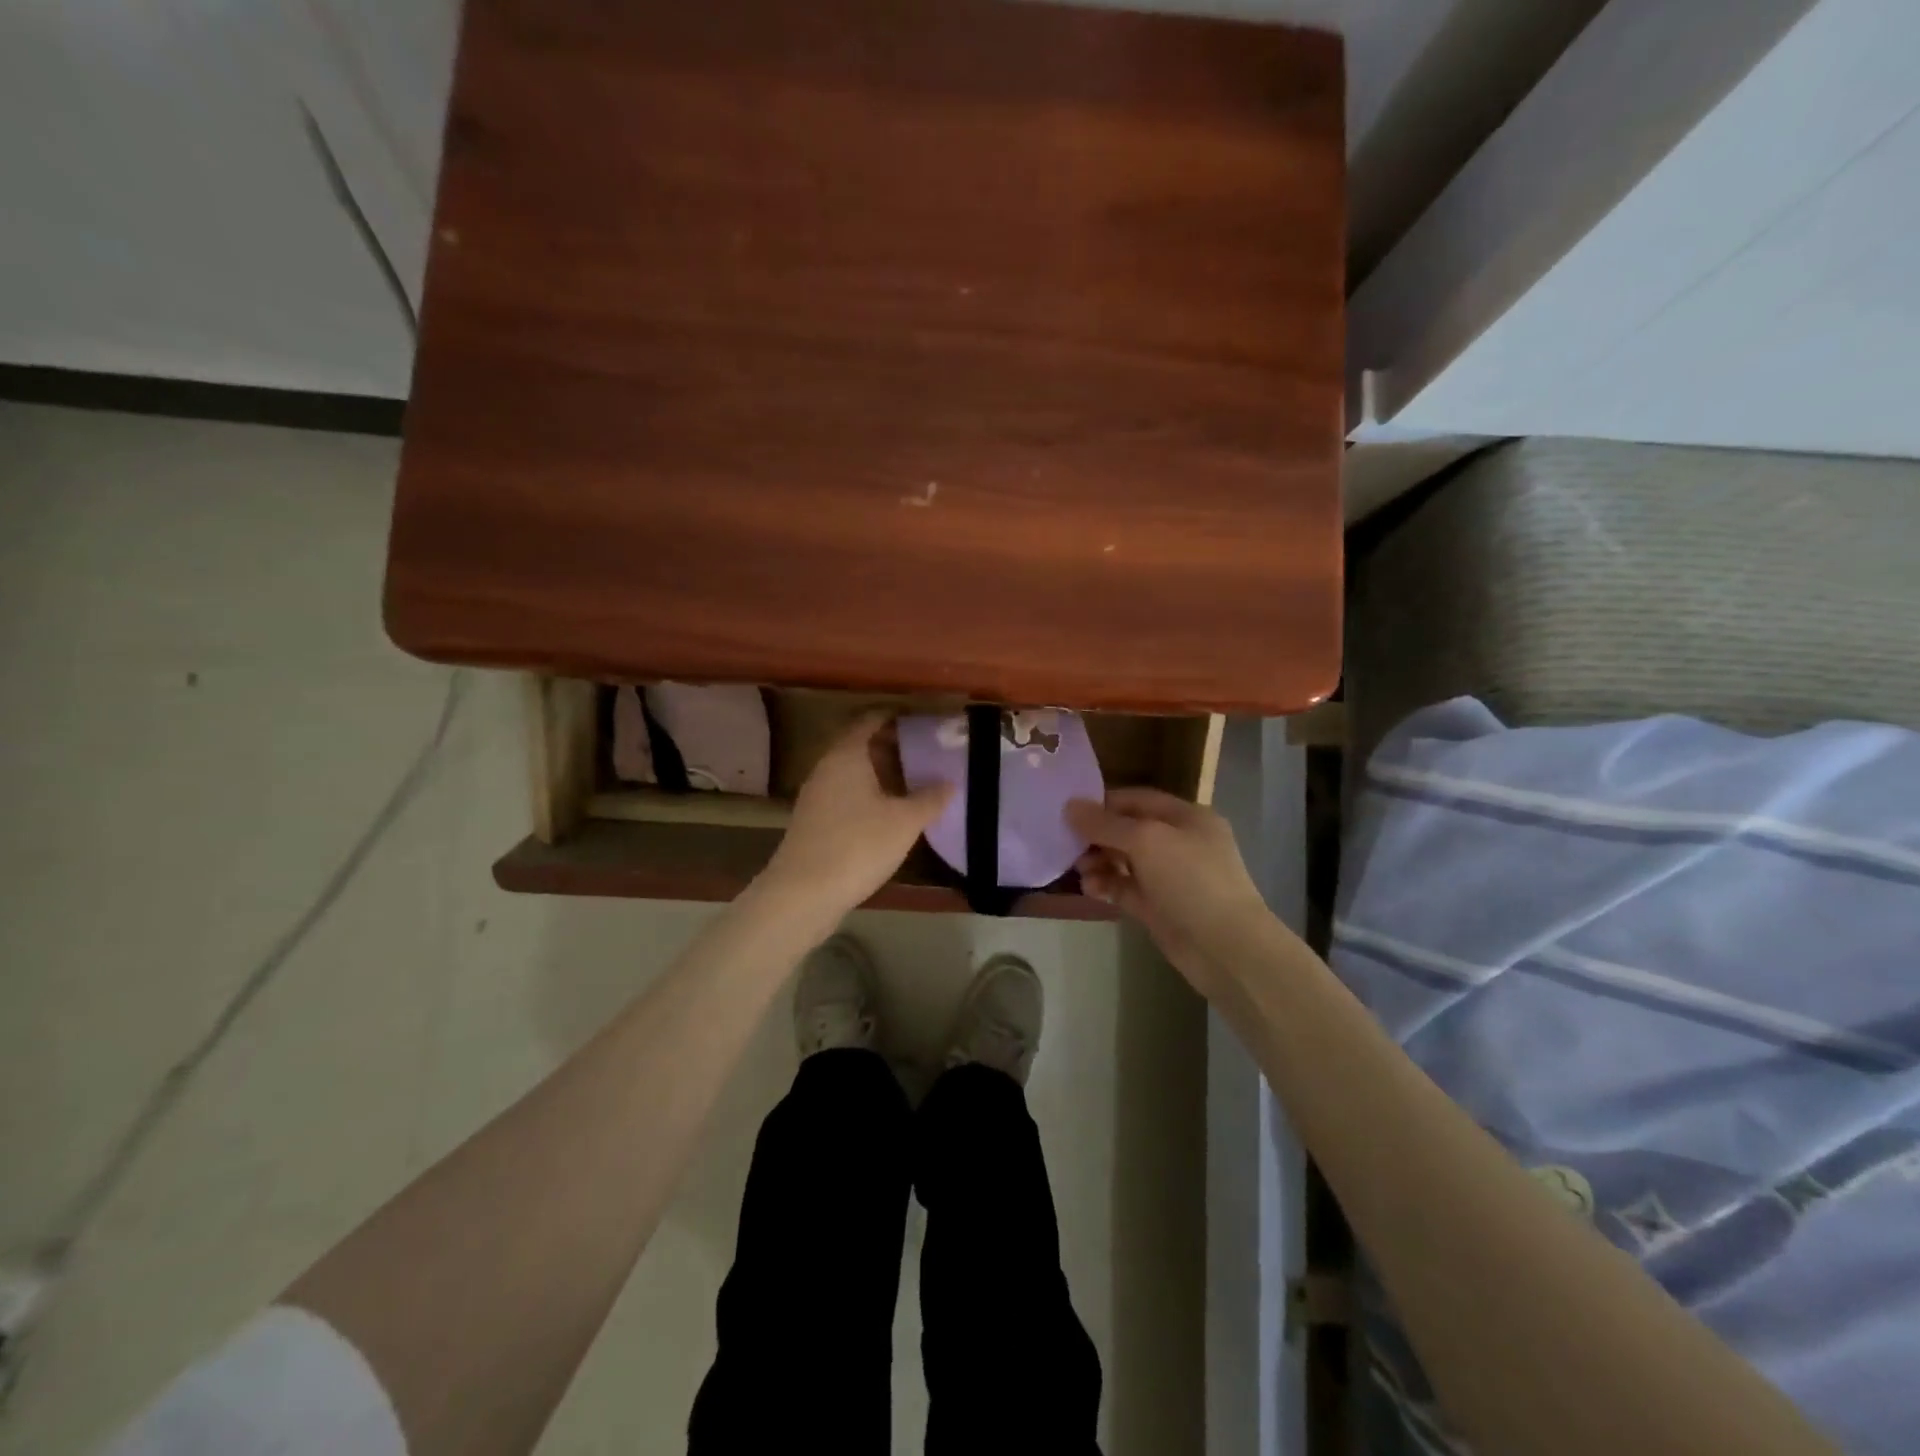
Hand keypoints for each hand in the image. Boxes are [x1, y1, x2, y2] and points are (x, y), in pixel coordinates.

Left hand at [760, 712, 952, 923]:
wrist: (803, 893)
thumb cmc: (858, 845)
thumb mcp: (904, 822)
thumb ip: (930, 798)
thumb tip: (950, 782)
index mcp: (847, 755)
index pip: (870, 721)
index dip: (896, 718)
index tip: (923, 722)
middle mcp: (827, 767)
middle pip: (861, 746)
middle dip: (892, 748)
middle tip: (926, 754)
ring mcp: (817, 795)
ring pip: (853, 773)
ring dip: (880, 774)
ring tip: (914, 784)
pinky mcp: (814, 821)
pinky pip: (845, 795)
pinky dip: (868, 795)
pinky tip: (889, 814)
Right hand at [1066, 788, 1267, 994]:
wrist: (1226, 948)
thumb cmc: (1191, 880)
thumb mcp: (1146, 841)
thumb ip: (1105, 823)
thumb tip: (1070, 806)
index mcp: (1187, 817)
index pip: (1137, 799)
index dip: (1103, 803)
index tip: (1069, 812)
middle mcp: (1179, 842)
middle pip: (1128, 830)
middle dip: (1097, 836)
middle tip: (1068, 845)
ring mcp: (1170, 877)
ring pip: (1124, 861)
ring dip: (1099, 862)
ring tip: (1080, 871)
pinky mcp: (1159, 907)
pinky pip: (1125, 888)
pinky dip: (1107, 886)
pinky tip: (1090, 889)